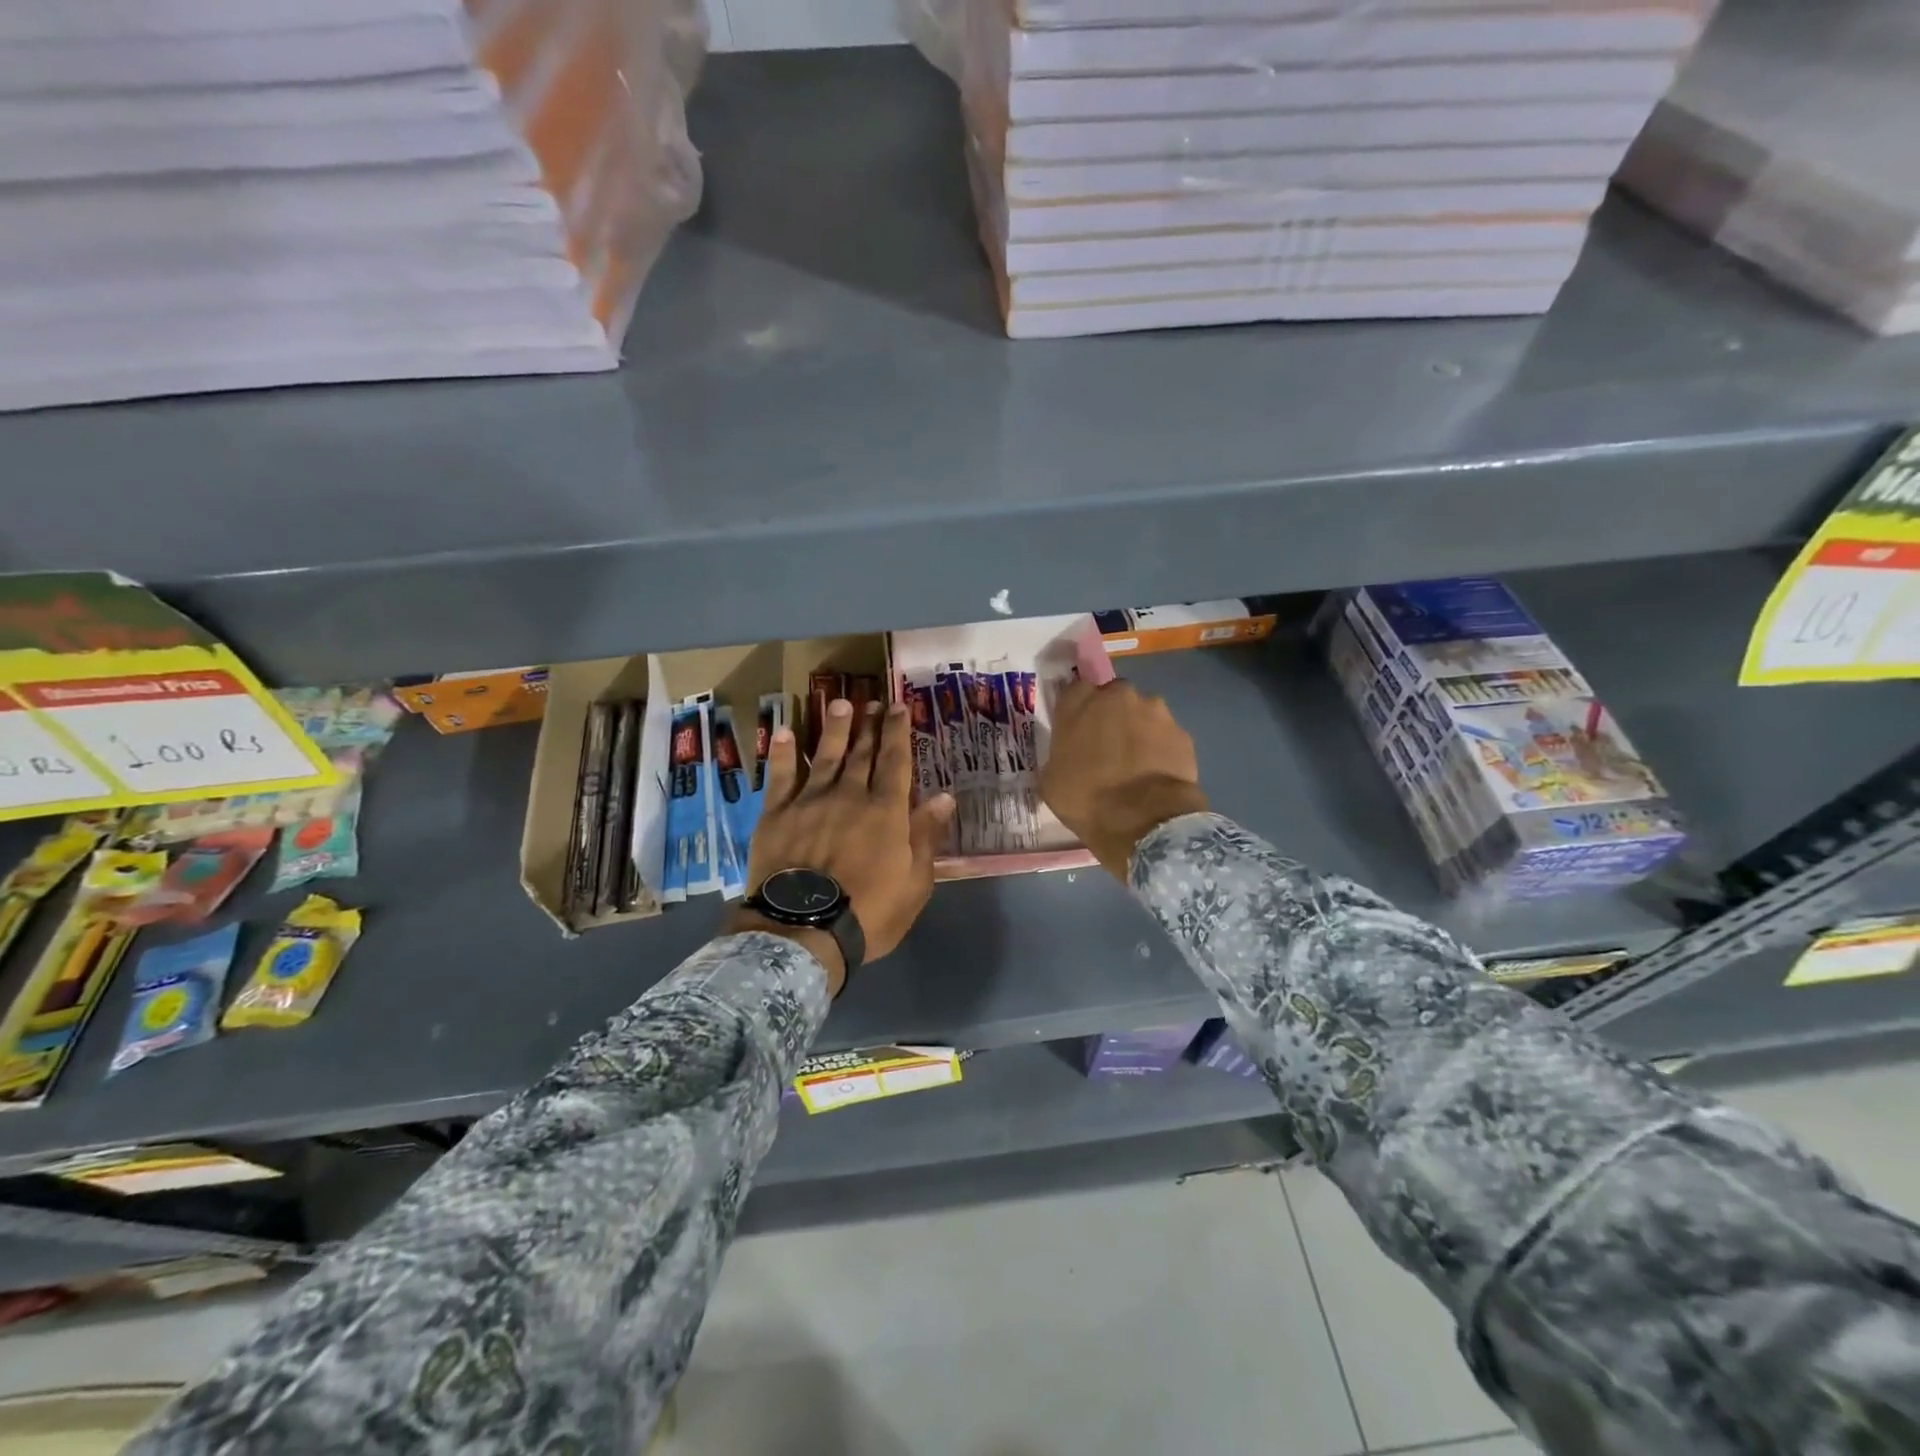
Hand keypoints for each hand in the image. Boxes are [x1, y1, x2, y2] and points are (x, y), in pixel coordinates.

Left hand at [736, 699, 955, 981]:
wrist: (804, 930)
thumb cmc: (869, 912)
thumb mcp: (914, 882)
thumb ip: (926, 836)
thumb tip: (944, 796)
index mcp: (886, 812)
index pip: (896, 763)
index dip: (898, 733)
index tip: (899, 707)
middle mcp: (850, 796)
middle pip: (862, 754)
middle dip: (869, 726)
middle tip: (872, 701)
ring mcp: (811, 802)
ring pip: (824, 756)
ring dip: (833, 729)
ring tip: (838, 704)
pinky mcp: (777, 814)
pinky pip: (780, 777)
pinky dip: (783, 754)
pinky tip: (784, 732)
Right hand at [1041, 678, 1207, 881]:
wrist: (1142, 819)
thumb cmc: (1086, 799)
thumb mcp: (1050, 781)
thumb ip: (1058, 756)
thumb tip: (1066, 758)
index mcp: (1078, 703)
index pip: (1075, 689)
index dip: (1078, 708)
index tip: (1079, 728)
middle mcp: (1117, 696)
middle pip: (1113, 696)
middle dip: (1112, 713)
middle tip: (1108, 745)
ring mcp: (1154, 711)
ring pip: (1144, 712)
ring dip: (1139, 728)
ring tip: (1137, 761)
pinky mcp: (1181, 732)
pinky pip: (1166, 734)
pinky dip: (1161, 747)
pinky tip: (1157, 772)